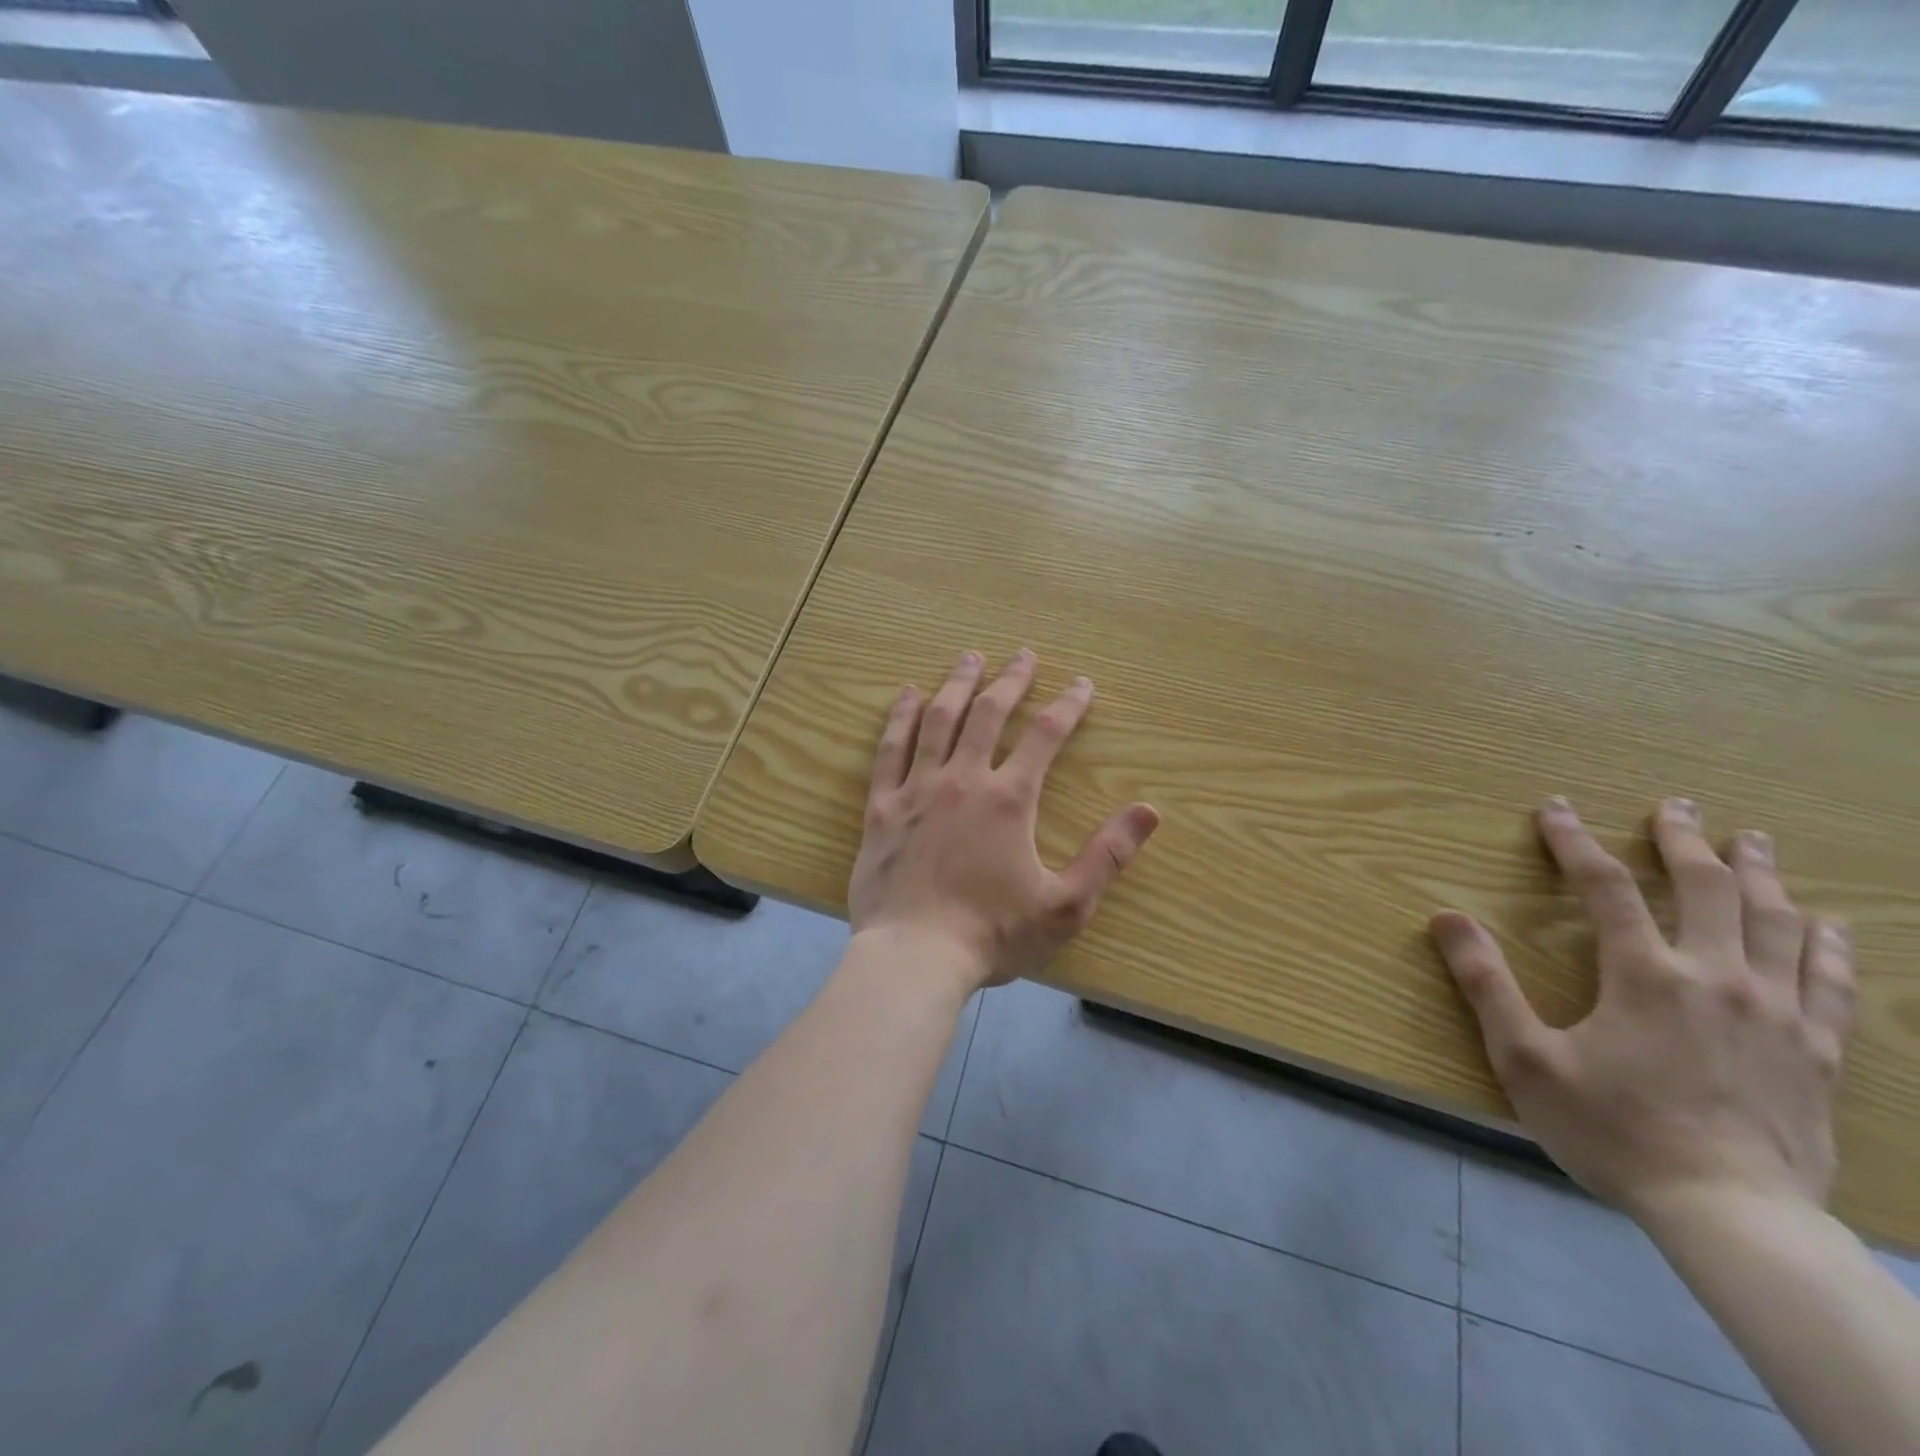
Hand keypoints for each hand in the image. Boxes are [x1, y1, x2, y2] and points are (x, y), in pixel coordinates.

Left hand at [848, 648, 1160, 993]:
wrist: (913, 957)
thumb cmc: (991, 934)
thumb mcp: (1064, 905)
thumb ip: (1107, 856)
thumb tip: (1149, 812)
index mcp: (1009, 799)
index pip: (1045, 736)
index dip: (1068, 705)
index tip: (1081, 684)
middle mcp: (963, 780)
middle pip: (989, 714)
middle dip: (1010, 680)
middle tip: (1023, 654)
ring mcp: (917, 789)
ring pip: (938, 720)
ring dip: (957, 684)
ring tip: (970, 657)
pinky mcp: (882, 807)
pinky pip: (890, 750)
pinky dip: (901, 718)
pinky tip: (908, 696)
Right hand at [1431, 797, 1855, 1221]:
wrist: (1731, 1217)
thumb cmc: (1613, 1133)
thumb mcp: (1524, 1059)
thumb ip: (1484, 983)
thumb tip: (1445, 917)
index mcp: (1644, 976)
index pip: (1604, 887)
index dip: (1574, 842)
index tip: (1556, 809)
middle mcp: (1716, 978)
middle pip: (1708, 889)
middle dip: (1685, 841)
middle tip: (1675, 806)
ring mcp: (1778, 1013)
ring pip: (1778, 923)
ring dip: (1762, 874)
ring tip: (1753, 841)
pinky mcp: (1817, 1052)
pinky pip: (1832, 982)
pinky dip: (1827, 944)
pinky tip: (1826, 924)